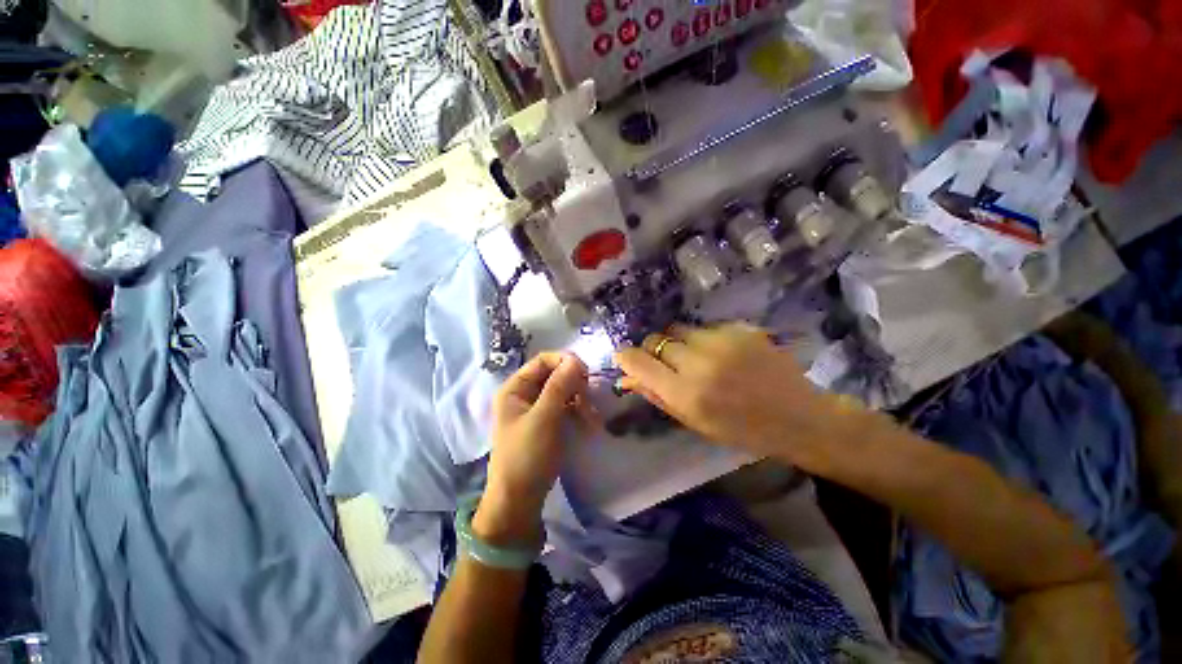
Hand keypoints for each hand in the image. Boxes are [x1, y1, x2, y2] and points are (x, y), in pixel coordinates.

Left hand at [475, 352, 590, 546]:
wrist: (519, 500)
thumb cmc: (526, 455)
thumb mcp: (543, 418)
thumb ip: (559, 386)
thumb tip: (575, 359)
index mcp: (515, 388)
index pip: (542, 360)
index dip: (565, 361)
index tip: (586, 372)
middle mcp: (525, 394)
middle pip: (555, 375)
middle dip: (575, 384)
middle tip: (589, 400)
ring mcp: (537, 408)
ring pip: (564, 391)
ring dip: (580, 399)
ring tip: (592, 417)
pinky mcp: (548, 422)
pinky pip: (566, 407)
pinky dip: (579, 412)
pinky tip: (590, 422)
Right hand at [615, 323, 868, 469]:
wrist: (798, 417)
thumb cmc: (742, 430)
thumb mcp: (694, 422)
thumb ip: (657, 395)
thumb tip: (627, 377)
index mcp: (685, 393)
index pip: (637, 361)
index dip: (626, 356)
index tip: (626, 358)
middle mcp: (698, 362)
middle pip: (655, 339)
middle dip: (653, 350)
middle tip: (667, 363)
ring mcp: (721, 341)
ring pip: (678, 329)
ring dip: (678, 342)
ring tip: (696, 358)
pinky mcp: (740, 329)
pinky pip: (704, 328)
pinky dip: (703, 339)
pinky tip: (721, 354)